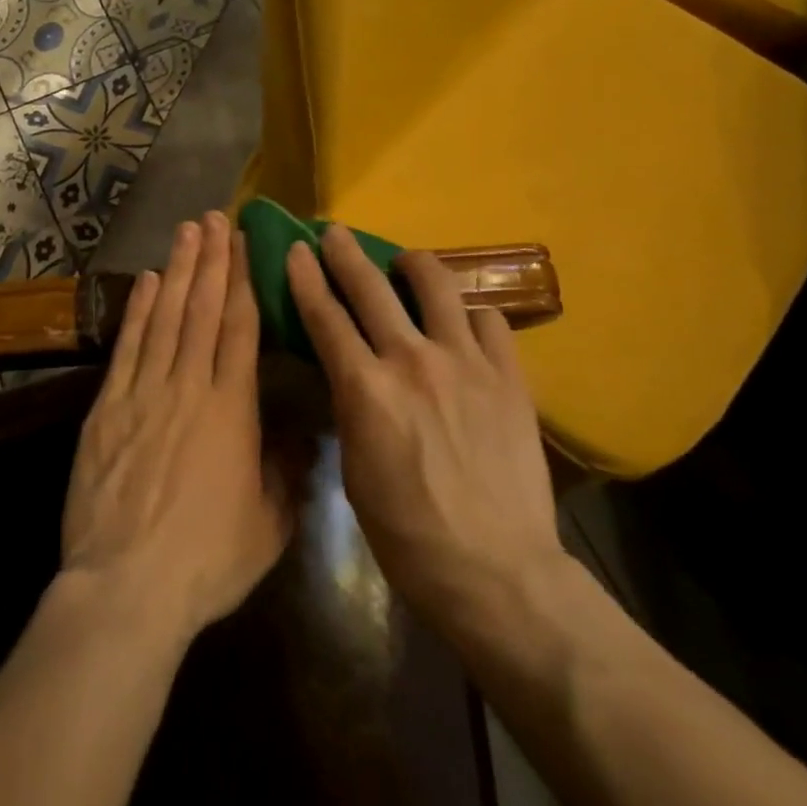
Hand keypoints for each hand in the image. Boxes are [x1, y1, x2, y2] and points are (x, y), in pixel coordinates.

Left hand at [62, 212, 291, 643]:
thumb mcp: (268, 525)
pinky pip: (128, 347)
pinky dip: (139, 311)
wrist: (127, 588)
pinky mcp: (108, 409)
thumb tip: (298, 433)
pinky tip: (148, 282)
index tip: (243, 243)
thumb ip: (285, 472)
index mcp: (233, 409)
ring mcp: (144, 393)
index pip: (240, 327)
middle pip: (203, 309)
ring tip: (186, 232)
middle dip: (211, 260)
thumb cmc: (206, 561)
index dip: (243, 279)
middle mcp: (190, 387)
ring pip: (166, 317)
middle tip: (214, 218)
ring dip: (178, 271)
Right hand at [286, 227, 568, 638]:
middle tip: (335, 234)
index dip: (306, 277)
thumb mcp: (355, 469)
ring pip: (436, 284)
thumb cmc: (408, 534)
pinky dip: (468, 313)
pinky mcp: (509, 374)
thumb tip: (350, 372)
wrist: (497, 571)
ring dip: (412, 264)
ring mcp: (466, 362)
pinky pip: (487, 319)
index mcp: (365, 388)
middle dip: (345, 252)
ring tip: (405, 264)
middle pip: (371, 286)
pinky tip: (462, 324)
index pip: (325, 316)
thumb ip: (351, 407)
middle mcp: (412, 360)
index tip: (297, 249)